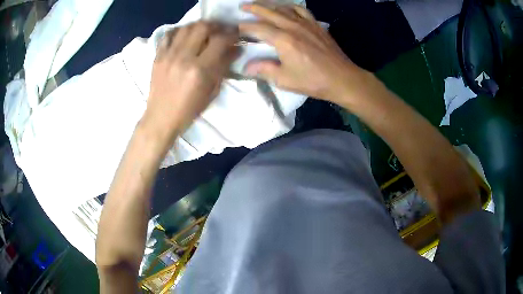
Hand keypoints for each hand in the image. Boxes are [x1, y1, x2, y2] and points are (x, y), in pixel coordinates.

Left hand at [143, 21, 238, 142]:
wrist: (160, 118)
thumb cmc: (188, 110)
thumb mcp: (211, 92)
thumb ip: (223, 68)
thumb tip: (235, 49)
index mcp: (200, 71)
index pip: (220, 40)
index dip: (232, 34)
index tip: (236, 36)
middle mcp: (183, 58)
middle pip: (202, 27)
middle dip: (216, 26)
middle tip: (220, 31)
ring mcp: (168, 55)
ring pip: (186, 27)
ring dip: (199, 26)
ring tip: (204, 32)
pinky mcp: (158, 56)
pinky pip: (169, 34)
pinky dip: (179, 31)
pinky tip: (185, 36)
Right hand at [240, 4, 370, 103]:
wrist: (342, 78)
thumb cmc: (313, 81)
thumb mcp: (285, 80)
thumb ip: (264, 70)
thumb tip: (246, 67)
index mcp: (283, 40)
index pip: (258, 28)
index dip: (245, 26)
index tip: (235, 27)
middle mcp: (293, 27)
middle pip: (269, 12)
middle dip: (254, 8)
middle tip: (242, 6)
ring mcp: (306, 24)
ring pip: (284, 8)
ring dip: (270, 5)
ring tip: (261, 5)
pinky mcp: (316, 25)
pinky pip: (301, 10)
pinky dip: (291, 6)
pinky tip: (287, 8)